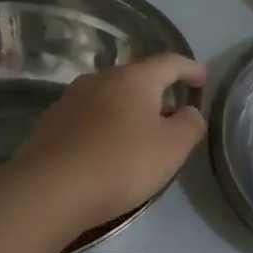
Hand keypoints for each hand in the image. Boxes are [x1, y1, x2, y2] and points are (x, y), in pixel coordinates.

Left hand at [15, 54, 207, 230]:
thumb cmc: (122, 163)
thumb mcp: (173, 148)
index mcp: (134, 78)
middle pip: (138, 79)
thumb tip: (189, 111)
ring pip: (111, 98)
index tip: (203, 80)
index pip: (170, 62)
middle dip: (159, 94)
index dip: (191, 69)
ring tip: (141, 138)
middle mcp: (100, 79)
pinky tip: (108, 152)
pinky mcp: (51, 123)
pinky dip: (106, 127)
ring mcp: (71, 99)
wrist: (50, 190)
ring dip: (130, 112)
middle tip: (173, 119)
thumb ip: (191, 124)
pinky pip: (89, 118)